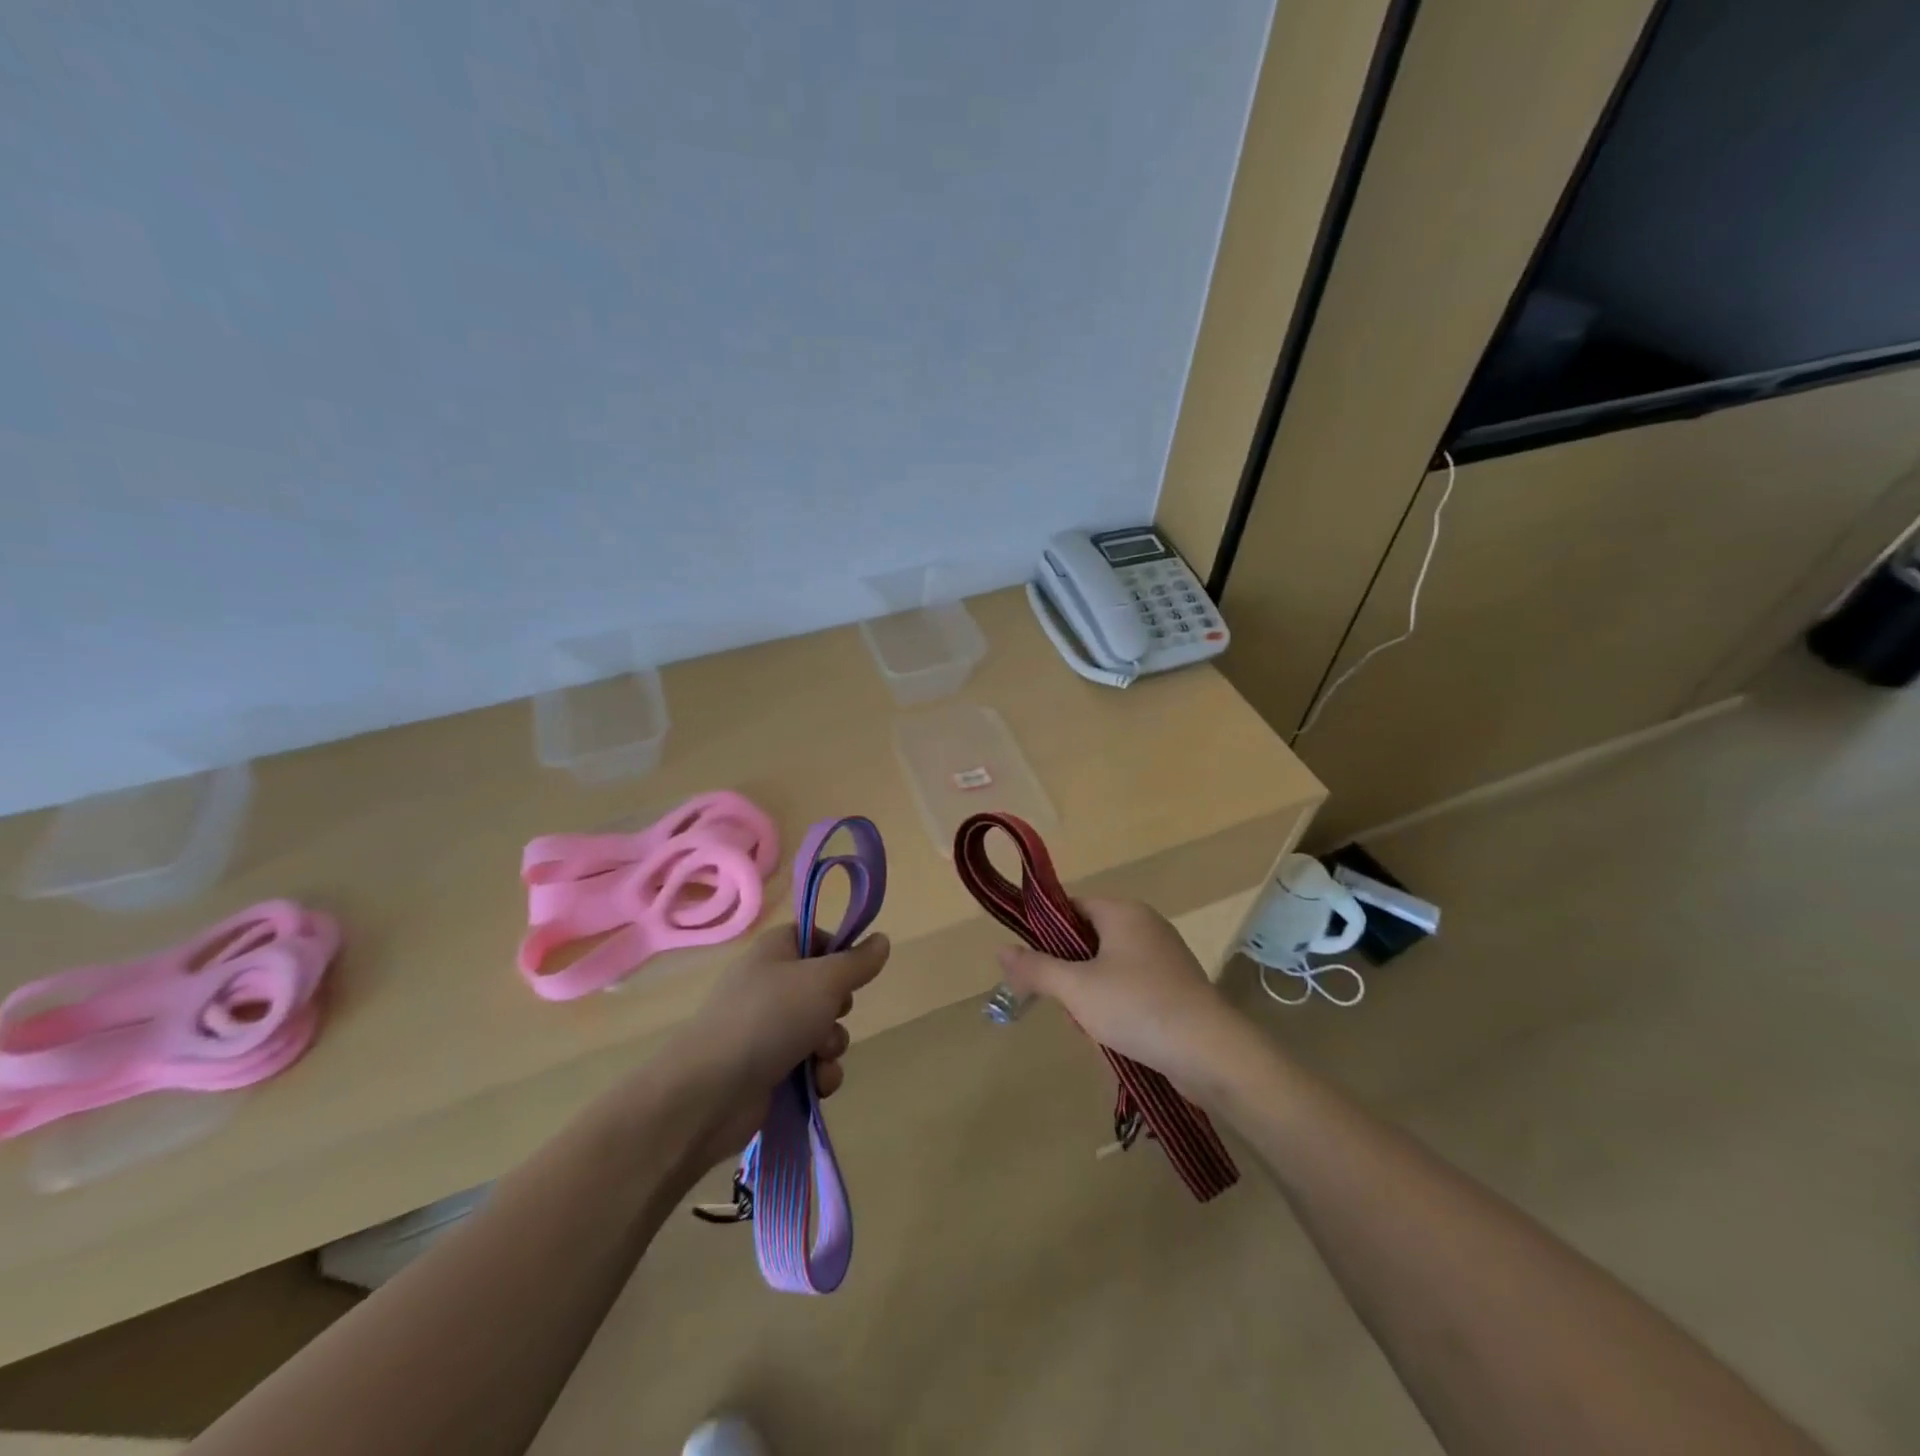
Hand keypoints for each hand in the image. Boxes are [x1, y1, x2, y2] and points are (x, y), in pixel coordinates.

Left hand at [662, 923, 890, 1170]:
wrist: (712, 1091)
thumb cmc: (770, 1017)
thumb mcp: (824, 980)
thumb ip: (857, 962)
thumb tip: (882, 939)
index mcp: (775, 951)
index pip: (814, 937)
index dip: (838, 951)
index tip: (853, 968)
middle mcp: (769, 985)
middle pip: (824, 988)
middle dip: (839, 1009)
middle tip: (833, 1014)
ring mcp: (766, 1029)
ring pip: (822, 1030)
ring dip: (831, 1046)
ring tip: (819, 1058)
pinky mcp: (767, 1070)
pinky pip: (809, 1065)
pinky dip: (818, 1075)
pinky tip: (816, 1085)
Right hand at [996, 898, 1249, 1097]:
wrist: (1211, 1052)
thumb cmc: (1137, 1007)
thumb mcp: (1076, 989)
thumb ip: (1037, 968)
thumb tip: (1001, 950)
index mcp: (1123, 911)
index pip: (1072, 906)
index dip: (1047, 931)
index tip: (1034, 964)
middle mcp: (1146, 924)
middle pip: (1089, 938)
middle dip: (1070, 972)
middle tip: (1064, 1003)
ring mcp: (1165, 956)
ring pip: (1109, 967)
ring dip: (1092, 994)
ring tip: (1091, 1026)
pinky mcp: (1177, 986)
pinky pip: (1132, 986)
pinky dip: (1117, 1006)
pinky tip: (1116, 1036)